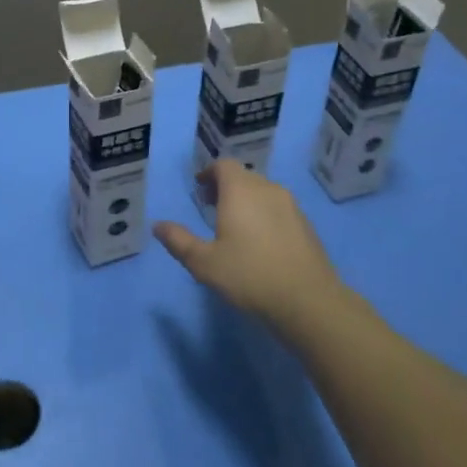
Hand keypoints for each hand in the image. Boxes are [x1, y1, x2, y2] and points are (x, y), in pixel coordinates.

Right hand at [154, 162, 342, 329]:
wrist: (308, 301)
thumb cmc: (249, 276)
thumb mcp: (204, 263)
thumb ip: (179, 241)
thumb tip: (158, 226)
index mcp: (240, 191)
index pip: (224, 165)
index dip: (209, 173)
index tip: (200, 190)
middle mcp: (267, 189)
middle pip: (244, 177)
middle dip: (226, 187)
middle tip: (212, 208)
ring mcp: (291, 206)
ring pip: (264, 192)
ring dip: (247, 201)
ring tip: (235, 226)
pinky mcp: (306, 225)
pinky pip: (279, 209)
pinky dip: (265, 215)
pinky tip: (261, 243)